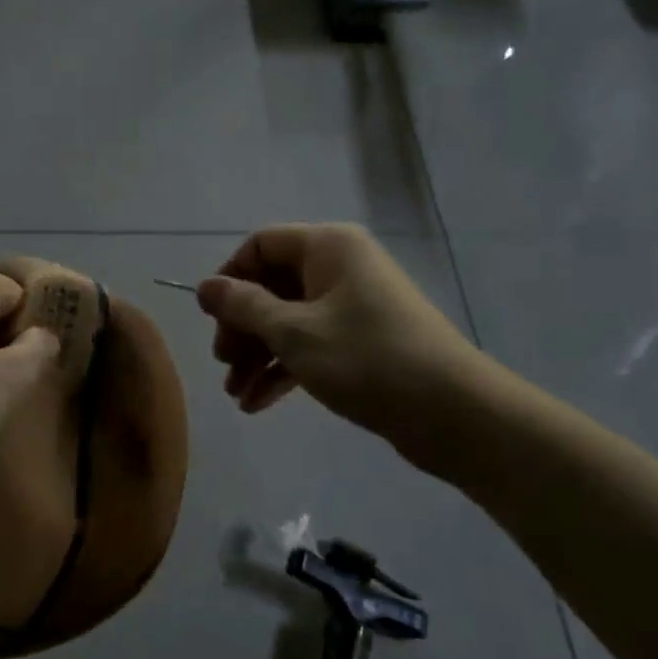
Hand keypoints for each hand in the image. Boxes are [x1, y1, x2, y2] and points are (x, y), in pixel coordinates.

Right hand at [197, 224, 501, 478]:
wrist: (452, 413)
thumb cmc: (366, 358)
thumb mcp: (293, 332)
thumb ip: (244, 306)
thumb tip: (205, 286)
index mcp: (328, 247)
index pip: (260, 245)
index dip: (229, 278)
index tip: (210, 319)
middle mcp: (340, 267)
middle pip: (272, 285)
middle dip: (242, 326)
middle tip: (223, 363)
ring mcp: (353, 306)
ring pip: (289, 320)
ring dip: (258, 354)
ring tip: (235, 393)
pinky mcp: (362, 342)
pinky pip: (310, 344)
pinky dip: (284, 369)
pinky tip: (257, 404)